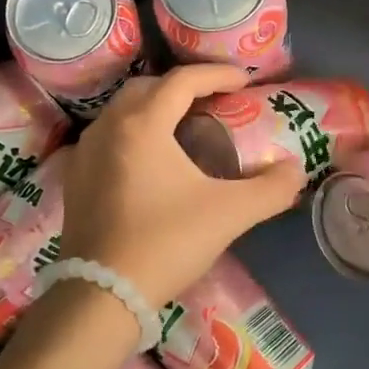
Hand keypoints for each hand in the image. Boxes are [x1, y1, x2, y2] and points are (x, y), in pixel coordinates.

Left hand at [59, 65, 305, 306]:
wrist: (103, 293)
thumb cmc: (167, 243)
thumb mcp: (229, 214)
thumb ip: (271, 189)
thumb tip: (294, 171)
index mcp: (142, 125)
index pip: (182, 81)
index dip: (217, 74)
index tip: (244, 80)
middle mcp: (108, 128)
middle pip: (147, 89)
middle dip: (182, 88)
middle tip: (213, 103)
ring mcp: (85, 154)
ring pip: (122, 113)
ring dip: (154, 110)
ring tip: (183, 129)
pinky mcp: (74, 180)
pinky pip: (107, 139)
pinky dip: (132, 135)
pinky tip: (149, 162)